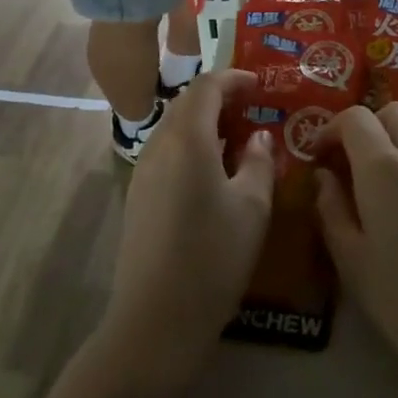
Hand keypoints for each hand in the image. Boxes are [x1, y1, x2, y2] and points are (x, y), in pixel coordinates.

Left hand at [103, 71, 275, 384]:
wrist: (155, 319)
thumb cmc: (213, 258)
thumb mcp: (253, 208)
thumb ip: (259, 161)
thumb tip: (258, 137)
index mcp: (187, 139)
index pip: (206, 87)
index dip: (233, 78)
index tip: (260, 85)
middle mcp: (159, 145)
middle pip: (186, 102)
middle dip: (218, 97)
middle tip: (252, 108)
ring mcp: (143, 170)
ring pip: (174, 127)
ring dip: (203, 121)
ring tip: (237, 138)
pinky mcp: (138, 195)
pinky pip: (166, 151)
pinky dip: (191, 144)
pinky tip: (213, 171)